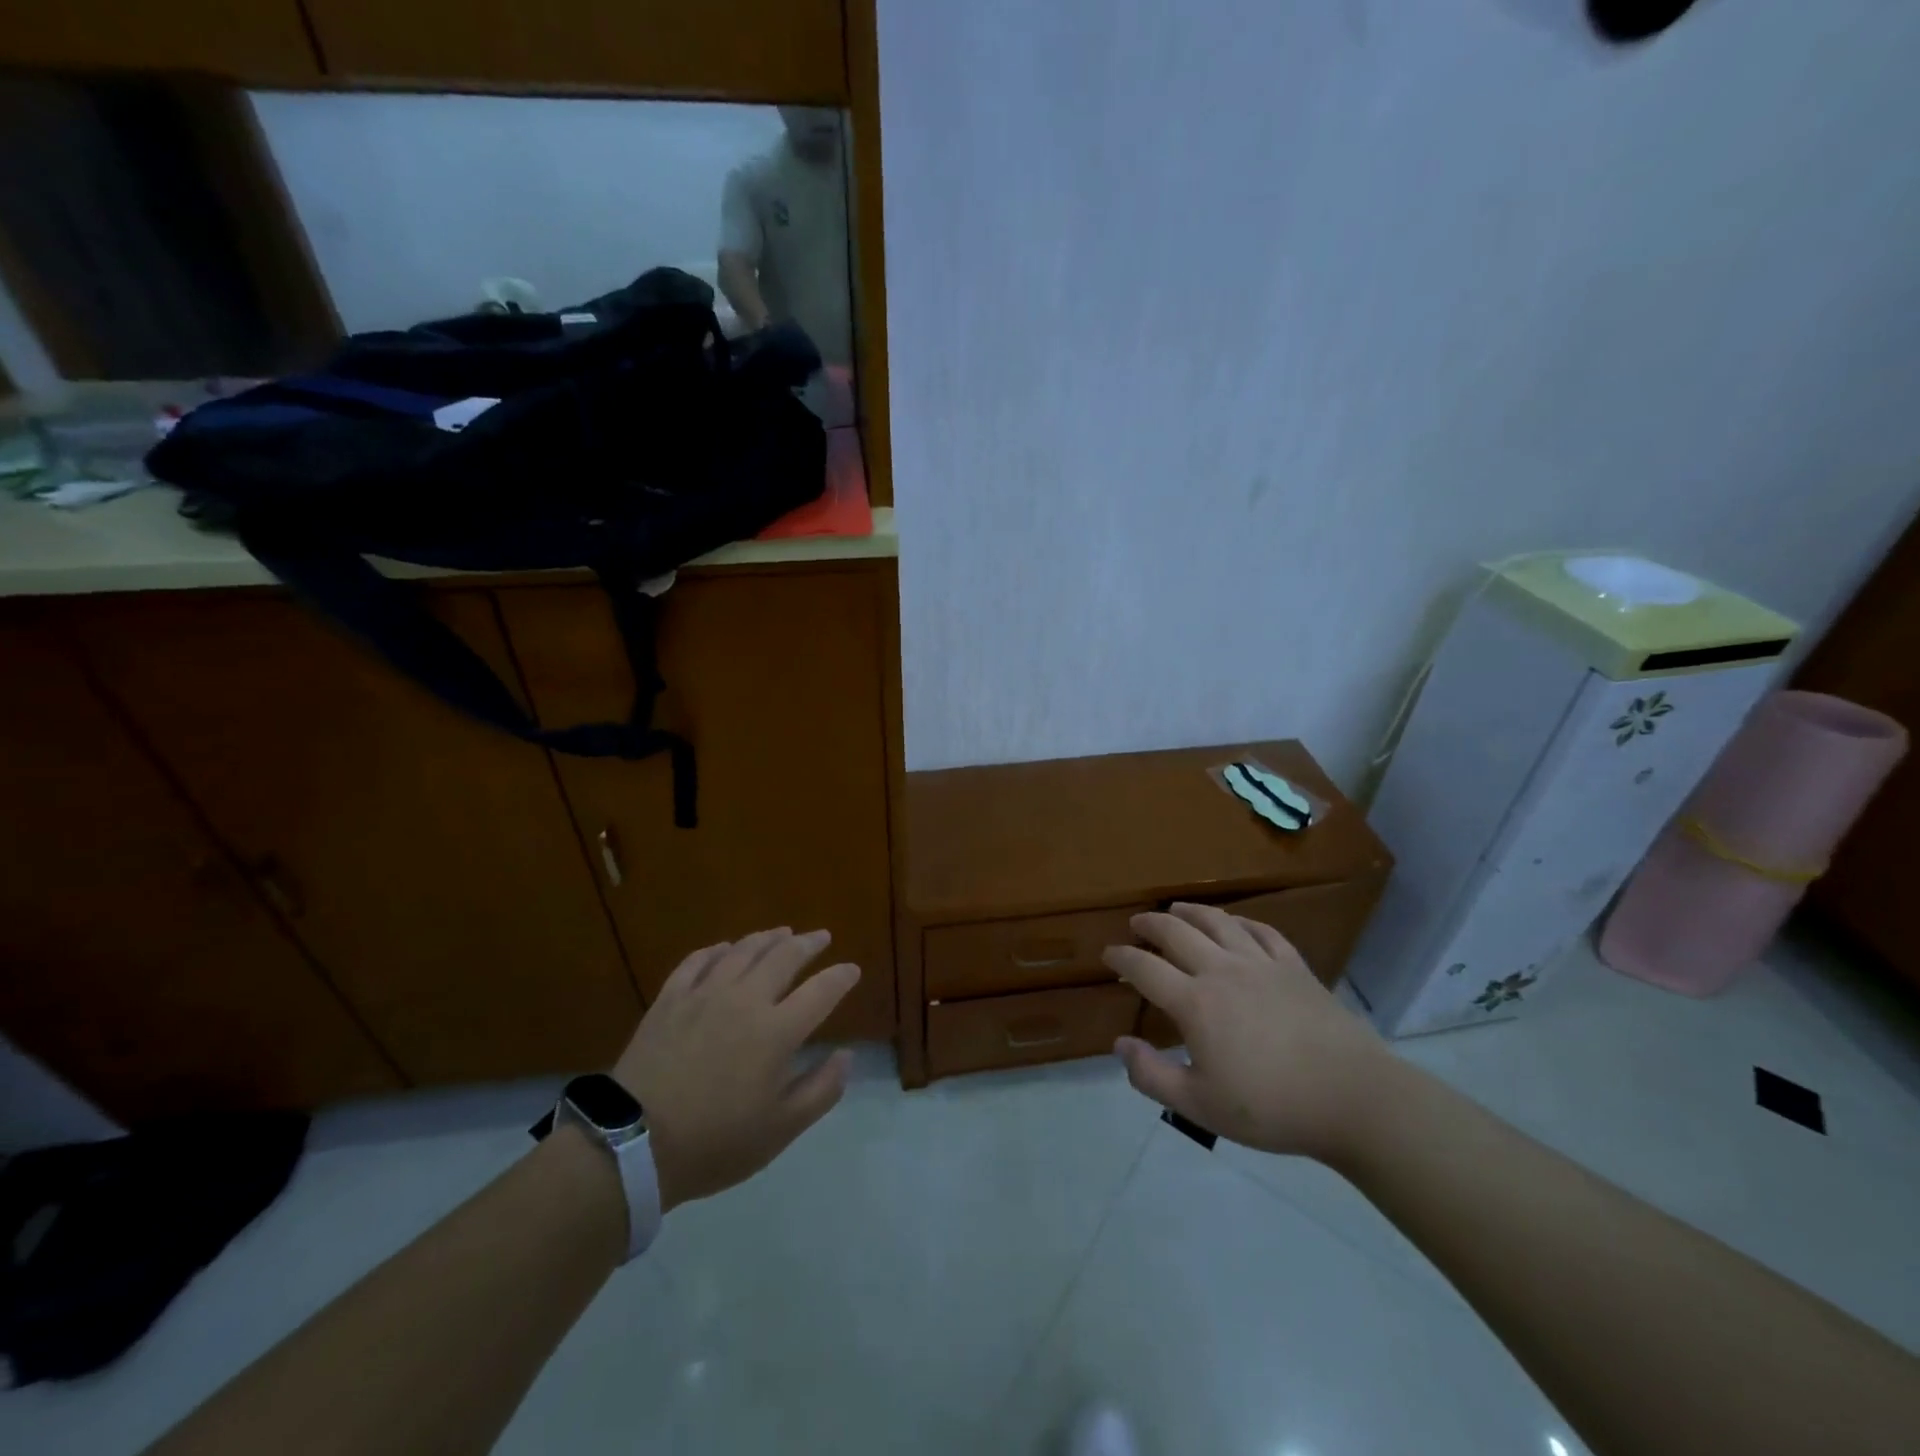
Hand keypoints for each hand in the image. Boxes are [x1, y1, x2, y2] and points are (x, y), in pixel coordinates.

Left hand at [613, 928, 859, 1211]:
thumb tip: (846, 1055)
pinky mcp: (670, 999)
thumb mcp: (780, 1130)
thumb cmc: (714, 1142)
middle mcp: (745, 1000)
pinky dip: (717, 950)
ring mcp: (704, 994)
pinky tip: (724, 948)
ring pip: (743, 950)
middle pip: (784, 957)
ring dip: (768, 938)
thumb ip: (821, 1090)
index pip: (821, 991)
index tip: (852, 970)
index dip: (841, 977)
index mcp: (777, 1031)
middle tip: (821, 936)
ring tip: (782, 932)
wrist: (633, 1144)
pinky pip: (698, 961)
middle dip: (808, 943)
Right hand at [1105, 903, 1392, 1162]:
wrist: (1353, 1098)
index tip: (1108, 954)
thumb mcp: (1200, 1106)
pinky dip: (1241, 922)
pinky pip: (1262, 931)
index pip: (1145, 968)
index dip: (1122, 958)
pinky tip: (1235, 924)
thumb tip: (1119, 1045)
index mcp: (1195, 1003)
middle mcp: (1223, 970)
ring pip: (1218, 922)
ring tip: (1177, 909)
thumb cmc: (1271, 1106)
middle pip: (1177, 933)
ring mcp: (1261, 964)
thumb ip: (1152, 1076)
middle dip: (1151, 924)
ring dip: (1191, 912)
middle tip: (1137, 923)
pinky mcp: (1294, 966)